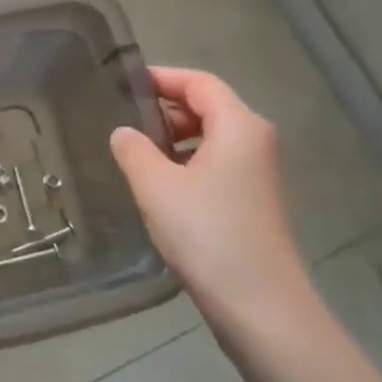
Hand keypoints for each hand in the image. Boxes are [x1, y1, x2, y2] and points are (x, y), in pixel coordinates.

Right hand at [109, 68, 315, 338]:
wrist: (259, 304)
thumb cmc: (206, 233)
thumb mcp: (156, 186)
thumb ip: (133, 150)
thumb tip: (123, 132)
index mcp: (239, 126)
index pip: (199, 82)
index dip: (161, 77)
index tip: (122, 83)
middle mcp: (255, 141)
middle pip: (208, 106)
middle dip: (165, 108)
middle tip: (122, 119)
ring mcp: (257, 172)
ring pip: (211, 137)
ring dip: (173, 137)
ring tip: (134, 152)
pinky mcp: (252, 200)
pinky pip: (216, 163)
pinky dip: (186, 161)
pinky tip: (158, 184)